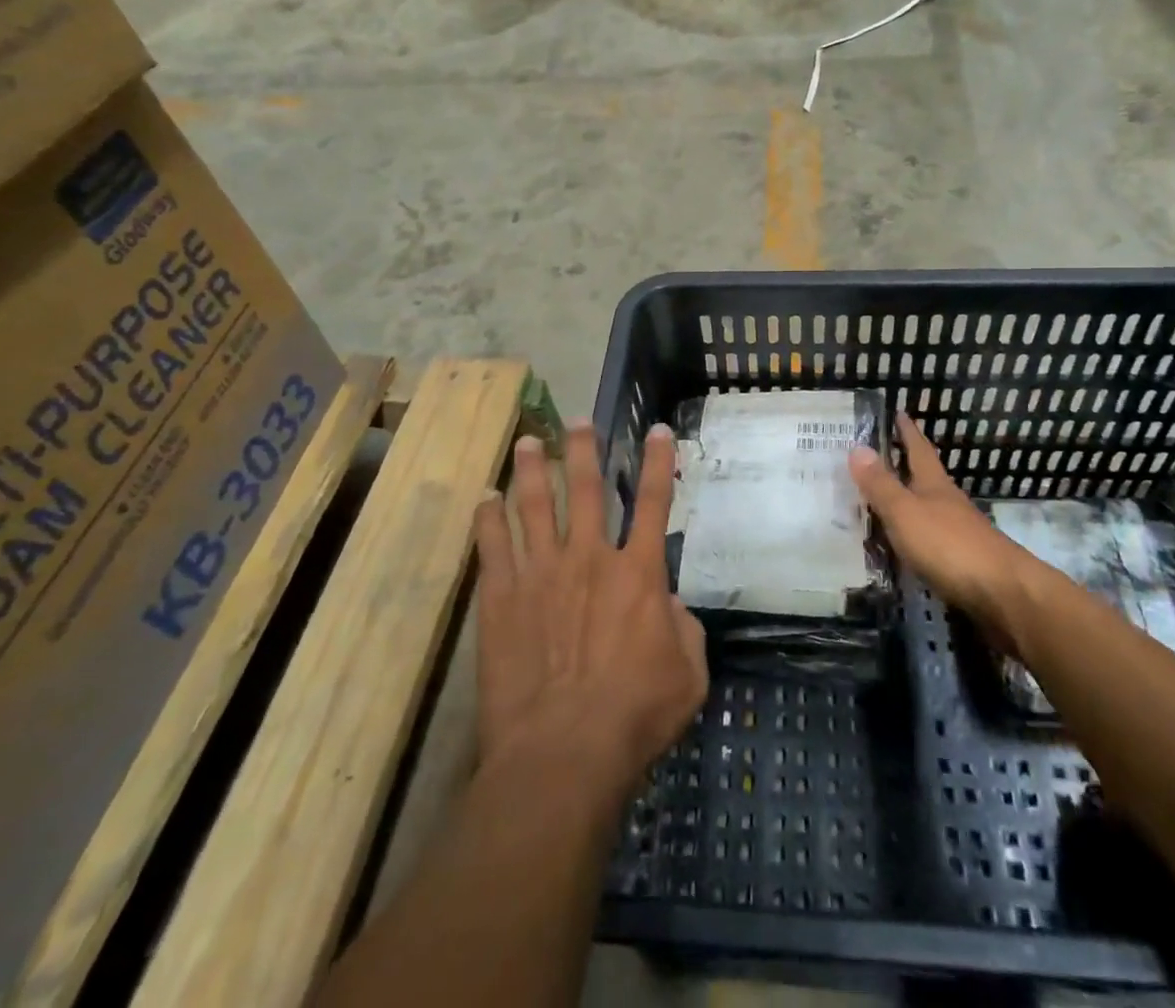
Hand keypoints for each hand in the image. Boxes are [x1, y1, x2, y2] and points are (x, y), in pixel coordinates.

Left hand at [473, 422, 707, 809]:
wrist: (563, 752)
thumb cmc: (635, 716)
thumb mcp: (689, 674)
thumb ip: (684, 629)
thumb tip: (668, 604)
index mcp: (639, 573)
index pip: (654, 501)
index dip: (657, 461)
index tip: (654, 429)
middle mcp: (591, 558)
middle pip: (588, 489)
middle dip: (584, 450)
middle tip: (577, 421)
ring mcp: (542, 573)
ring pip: (536, 506)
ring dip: (533, 470)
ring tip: (528, 441)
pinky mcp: (502, 597)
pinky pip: (494, 546)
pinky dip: (489, 519)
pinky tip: (485, 499)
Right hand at [850, 413, 1032, 632]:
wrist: (1005, 595)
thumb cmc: (949, 545)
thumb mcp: (905, 512)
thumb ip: (881, 484)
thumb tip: (857, 446)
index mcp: (934, 486)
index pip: (919, 450)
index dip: (908, 432)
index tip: (900, 412)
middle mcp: (949, 504)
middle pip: (927, 478)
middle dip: (908, 465)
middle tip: (885, 454)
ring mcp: (960, 533)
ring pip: (930, 509)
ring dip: (911, 501)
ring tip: (886, 500)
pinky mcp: (964, 562)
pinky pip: (933, 539)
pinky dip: (916, 535)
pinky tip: (907, 545)